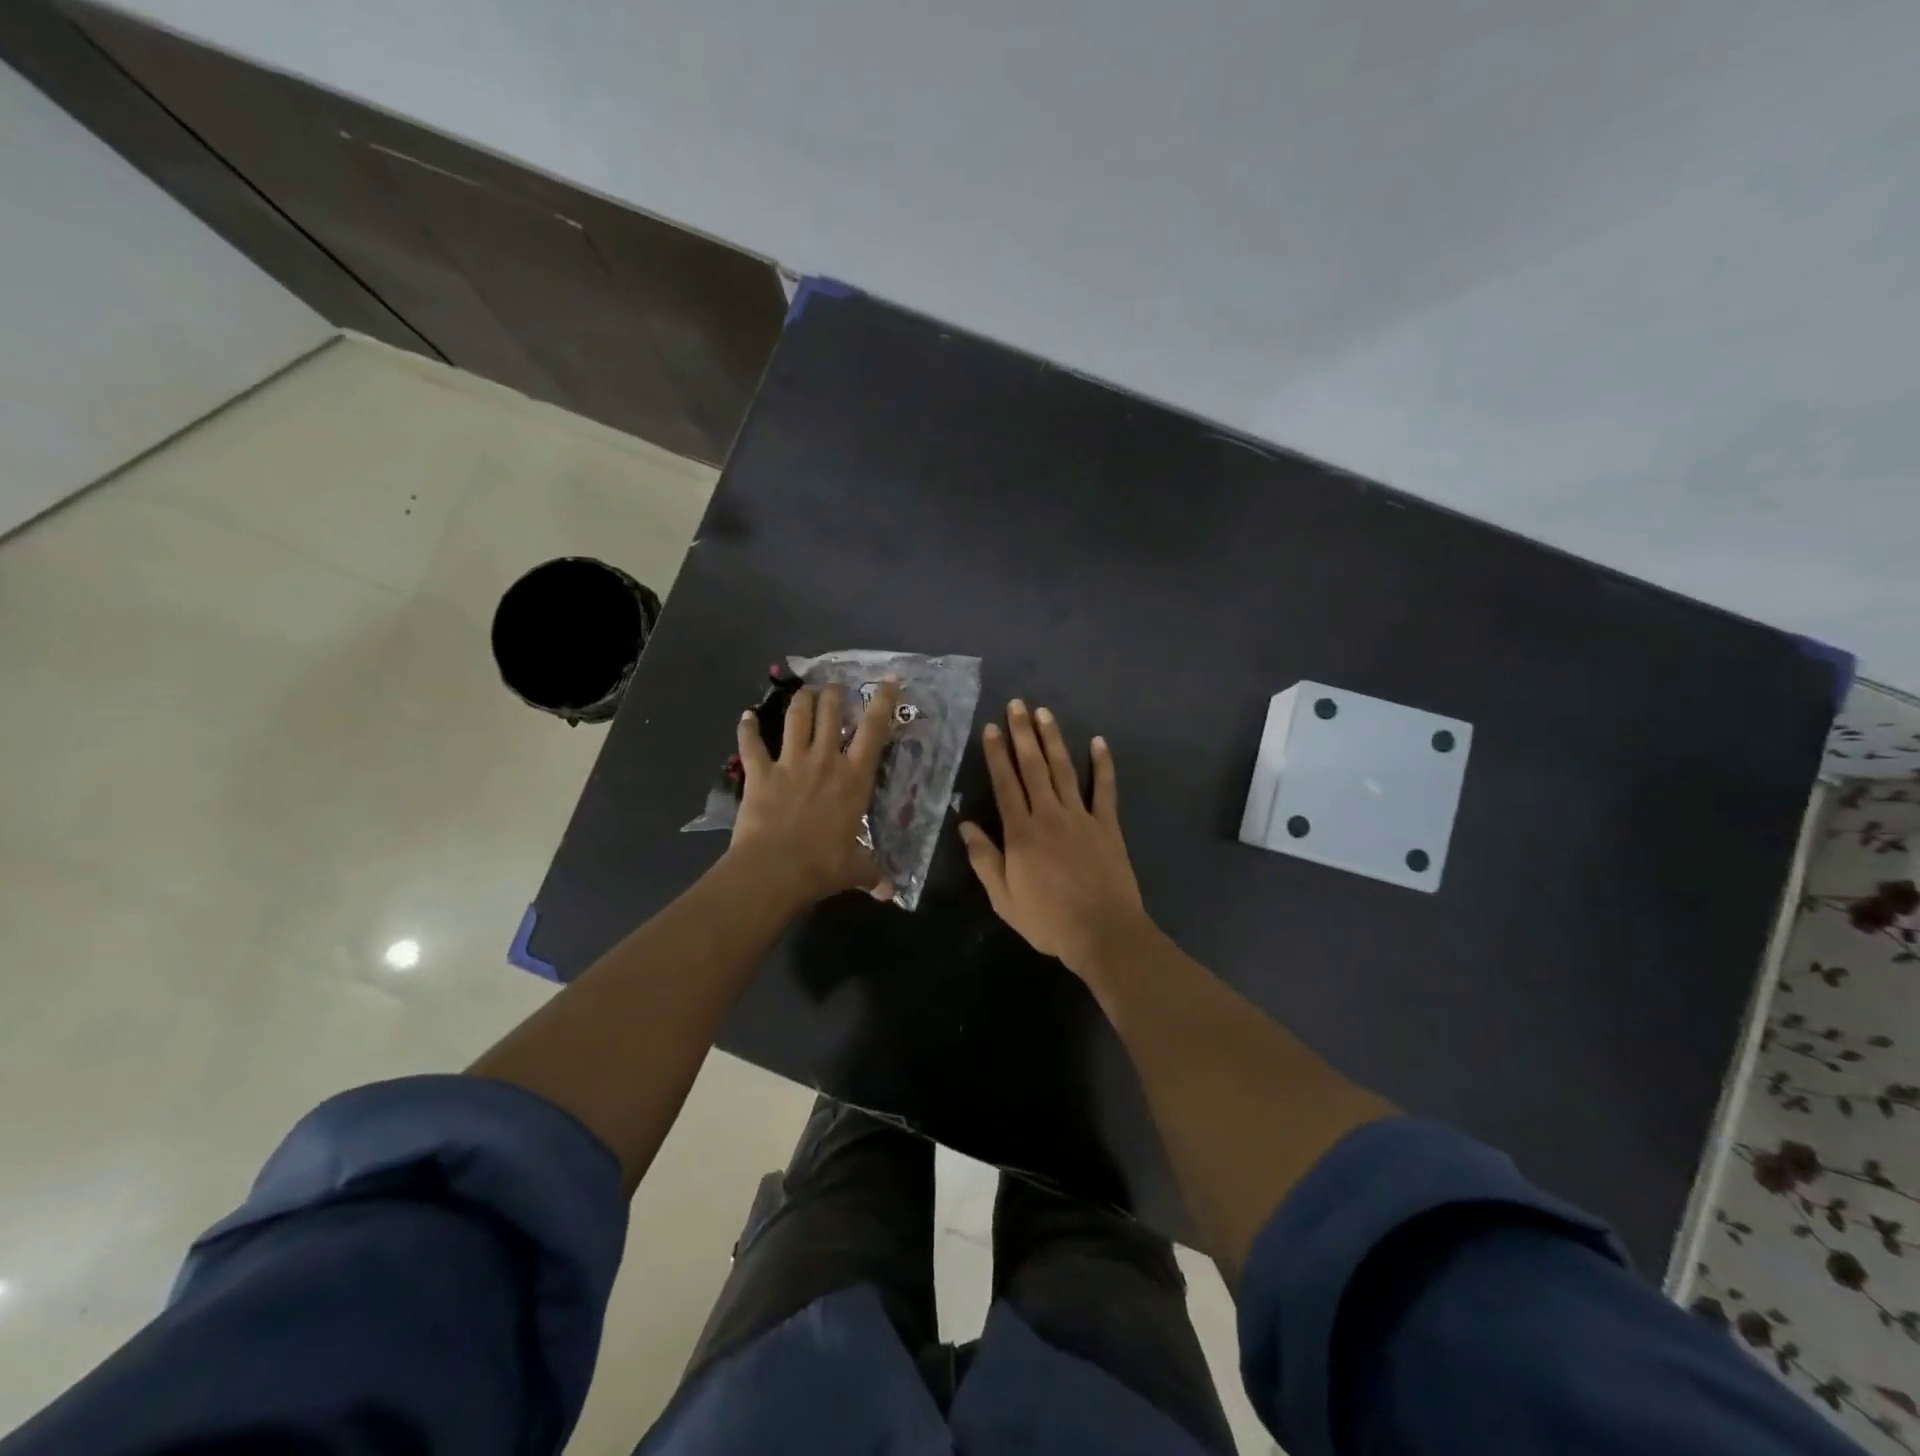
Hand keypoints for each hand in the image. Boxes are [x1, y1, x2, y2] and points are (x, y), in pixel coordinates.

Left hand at [728, 680, 897, 906]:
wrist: (775, 870)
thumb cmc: (823, 866)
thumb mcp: (856, 869)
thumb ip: (873, 873)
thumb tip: (890, 893)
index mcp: (854, 778)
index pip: (874, 730)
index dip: (883, 702)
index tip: (888, 681)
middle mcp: (825, 760)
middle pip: (831, 713)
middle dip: (835, 694)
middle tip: (836, 687)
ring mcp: (790, 763)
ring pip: (796, 718)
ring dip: (801, 701)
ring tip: (805, 691)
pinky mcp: (760, 773)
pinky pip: (750, 744)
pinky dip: (746, 728)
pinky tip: (745, 717)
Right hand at [959, 700, 1150, 980]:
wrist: (1103, 932)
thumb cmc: (1048, 919)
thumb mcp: (1004, 898)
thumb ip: (984, 859)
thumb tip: (965, 825)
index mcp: (1021, 832)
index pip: (1005, 784)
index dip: (996, 754)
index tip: (991, 728)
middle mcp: (1049, 815)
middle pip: (1033, 767)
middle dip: (1023, 734)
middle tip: (1017, 705)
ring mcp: (1081, 817)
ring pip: (1064, 769)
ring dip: (1053, 739)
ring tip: (1044, 712)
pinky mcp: (1107, 825)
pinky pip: (1104, 789)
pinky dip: (1103, 764)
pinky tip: (1098, 742)